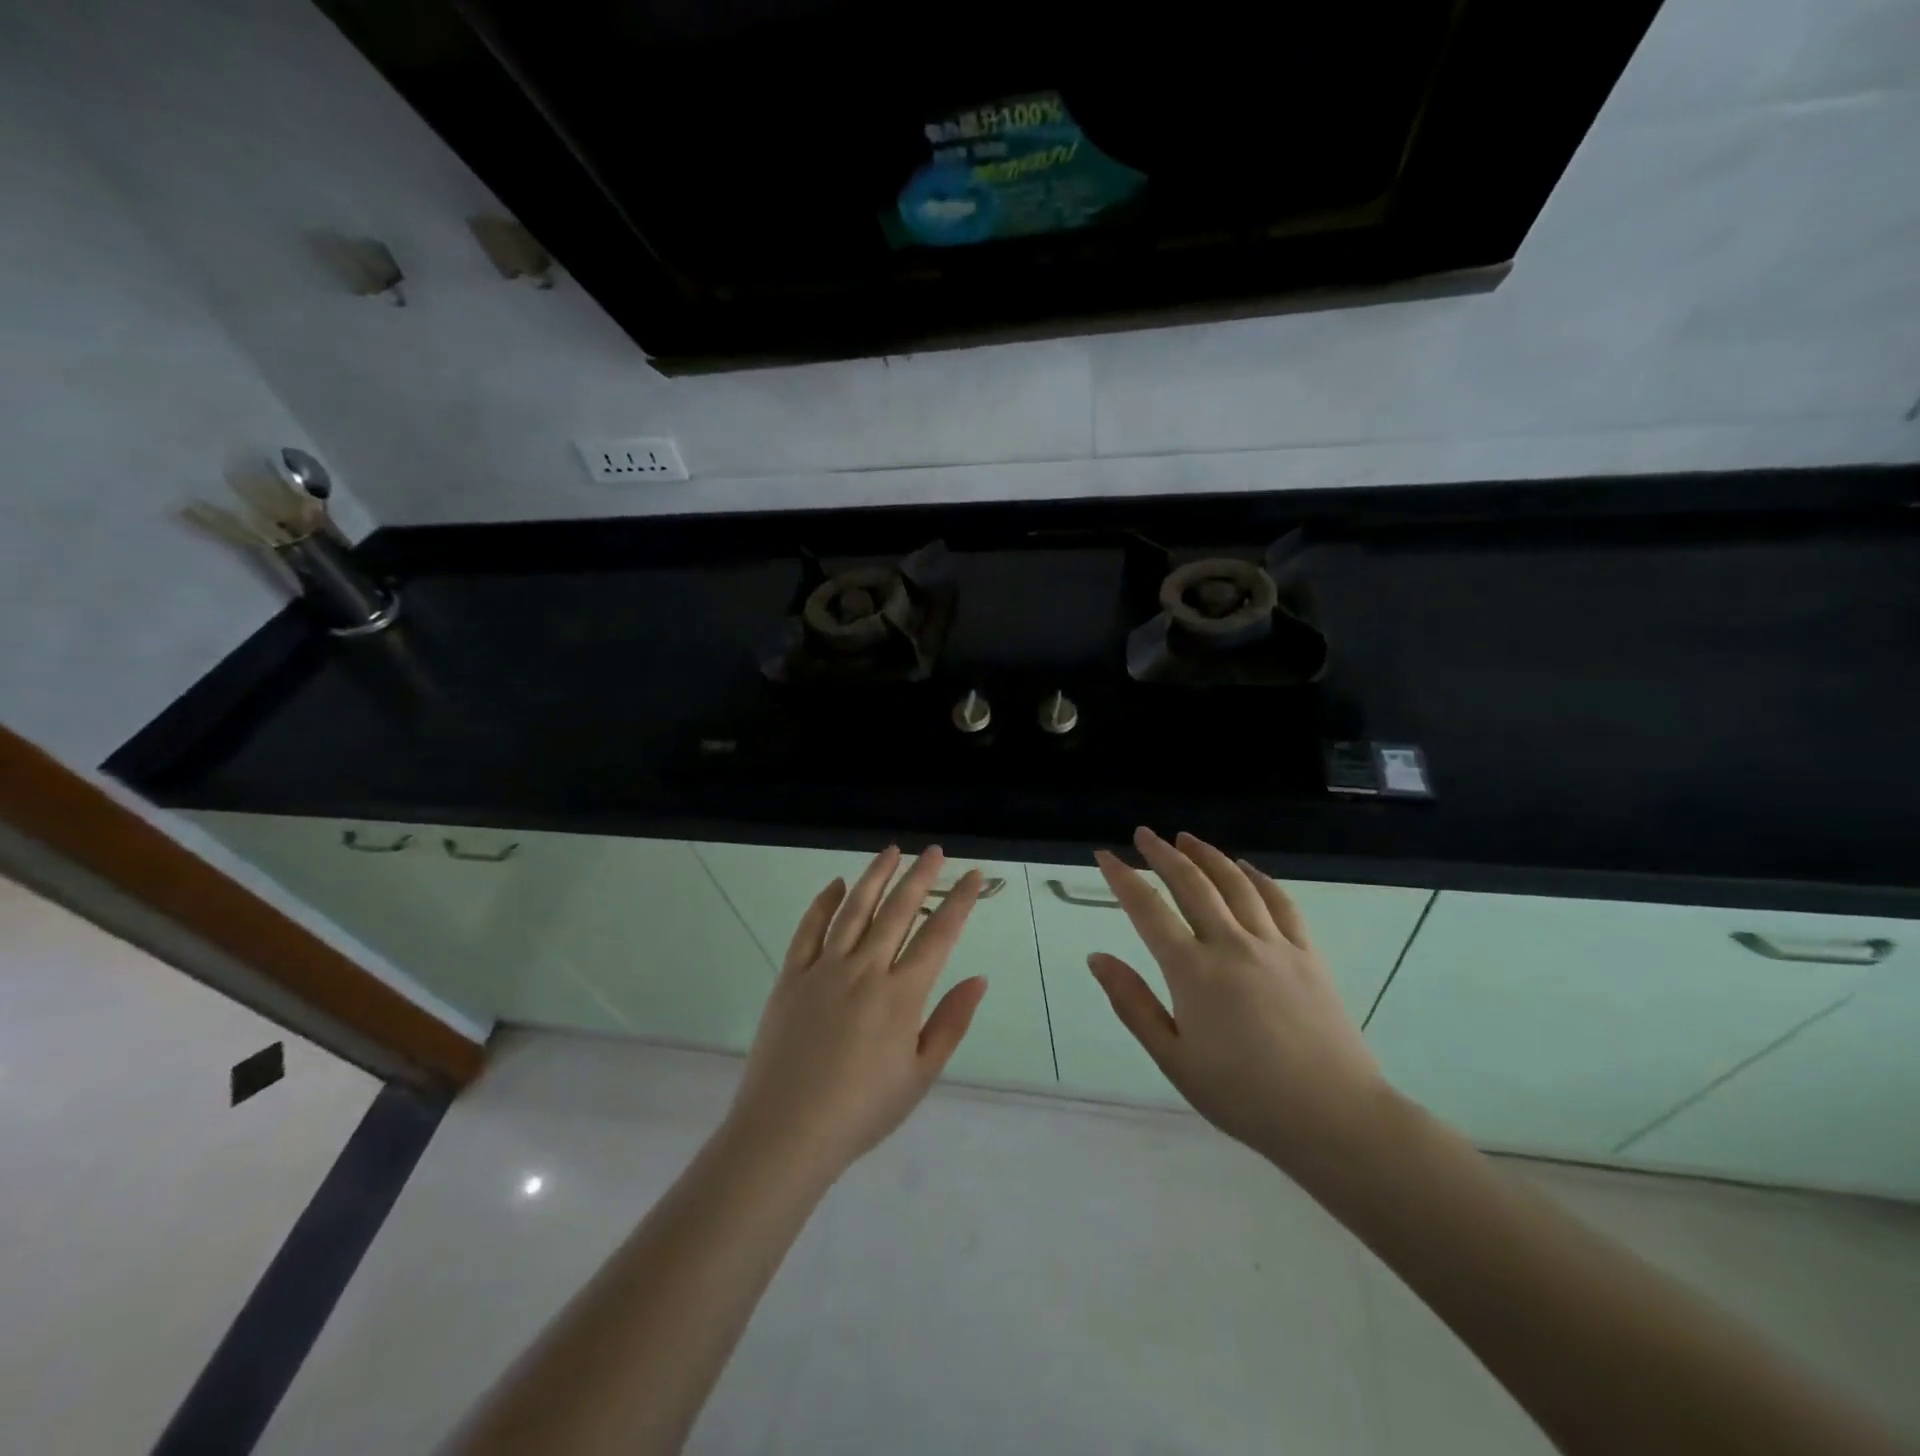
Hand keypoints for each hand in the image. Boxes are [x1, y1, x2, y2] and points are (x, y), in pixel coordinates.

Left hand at [723, 846, 987, 1182]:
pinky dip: (824, 903)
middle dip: (920, 877)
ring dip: (875, 876)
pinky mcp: (791, 976)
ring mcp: (824, 969)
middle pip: (898, 911)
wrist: (786, 1132)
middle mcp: (865, 970)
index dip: (959, 902)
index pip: (938, 935)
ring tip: (891, 851)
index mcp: (901, 995)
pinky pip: (809, 929)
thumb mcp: (920, 1075)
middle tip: (935, 851)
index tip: (972, 876)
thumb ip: (951, 1023)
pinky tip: (837, 884)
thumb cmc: (862, 1111)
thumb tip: (979, 979)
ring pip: (855, 909)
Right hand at [1089, 828, 1389, 1181]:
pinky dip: (1258, 878)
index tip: (1104, 855)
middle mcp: (1231, 944)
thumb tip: (1097, 957)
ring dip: (1207, 856)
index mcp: (1193, 971)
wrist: (1333, 1117)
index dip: (1122, 878)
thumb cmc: (1243, 1096)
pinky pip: (1280, 902)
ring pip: (1235, 883)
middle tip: (1144, 834)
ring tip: (1187, 838)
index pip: (1147, 910)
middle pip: (1191, 884)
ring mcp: (1274, 945)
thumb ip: (1133, 1004)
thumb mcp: (1174, 1059)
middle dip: (1163, 854)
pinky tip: (1245, 869)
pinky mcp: (1308, 954)